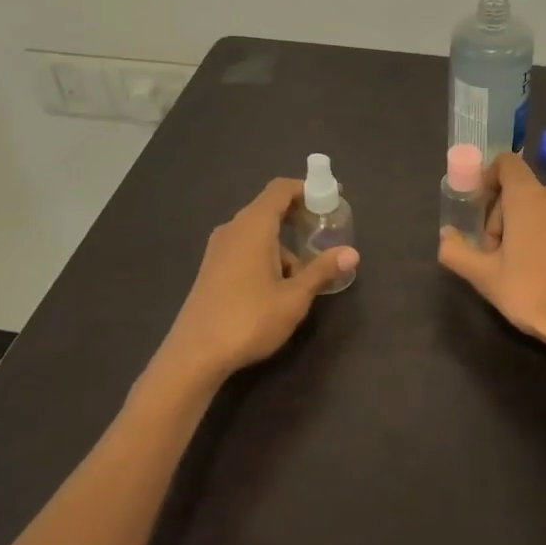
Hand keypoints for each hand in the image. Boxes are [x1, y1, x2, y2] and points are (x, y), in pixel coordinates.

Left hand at [154, 178, 357, 389]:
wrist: (194, 355)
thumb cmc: (249, 319)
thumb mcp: (294, 297)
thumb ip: (322, 270)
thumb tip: (351, 253)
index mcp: (254, 226)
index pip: (280, 189)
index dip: (307, 189)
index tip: (330, 199)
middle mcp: (233, 229)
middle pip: (269, 209)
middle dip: (298, 218)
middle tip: (323, 234)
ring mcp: (218, 249)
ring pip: (258, 233)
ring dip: (283, 245)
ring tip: (304, 276)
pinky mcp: (211, 268)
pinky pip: (245, 248)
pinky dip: (266, 255)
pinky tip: (277, 288)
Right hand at [438, 153, 545, 370]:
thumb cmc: (533, 293)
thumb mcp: (485, 276)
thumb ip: (456, 252)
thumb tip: (446, 236)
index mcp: (529, 196)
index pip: (506, 163)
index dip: (487, 178)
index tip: (476, 210)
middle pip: (516, 189)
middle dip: (498, 216)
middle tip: (492, 254)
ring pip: (536, 206)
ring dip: (518, 227)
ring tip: (514, 266)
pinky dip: (540, 235)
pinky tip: (538, 270)